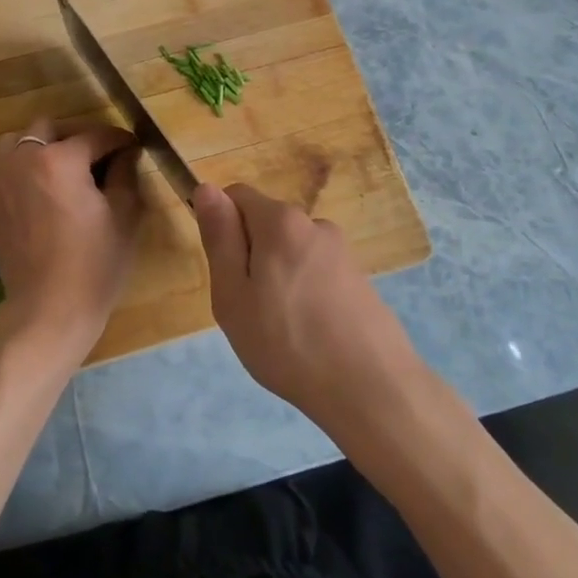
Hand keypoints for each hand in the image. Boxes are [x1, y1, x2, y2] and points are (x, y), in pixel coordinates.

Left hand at [0, 118, 143, 366]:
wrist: (48, 310)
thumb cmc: (95, 264)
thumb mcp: (124, 215)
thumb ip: (125, 173)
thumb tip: (126, 152)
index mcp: (60, 159)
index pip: (96, 136)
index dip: (120, 140)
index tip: (134, 148)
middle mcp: (24, 159)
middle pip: (51, 128)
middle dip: (78, 137)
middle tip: (100, 158)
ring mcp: (0, 179)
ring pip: (18, 141)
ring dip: (42, 146)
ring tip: (63, 168)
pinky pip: (0, 166)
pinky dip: (18, 166)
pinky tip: (36, 186)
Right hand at [193, 183, 424, 430]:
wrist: (370, 388)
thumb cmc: (287, 343)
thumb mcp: (233, 295)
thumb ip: (220, 238)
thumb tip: (207, 188)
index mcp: (281, 221)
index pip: (237, 195)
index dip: (222, 227)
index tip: (226, 273)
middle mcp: (316, 224)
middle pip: (266, 225)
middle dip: (251, 257)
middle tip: (249, 309)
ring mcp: (343, 252)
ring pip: (291, 252)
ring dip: (278, 277)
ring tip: (281, 329)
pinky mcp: (360, 279)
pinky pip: (316, 273)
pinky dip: (305, 293)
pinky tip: (310, 334)